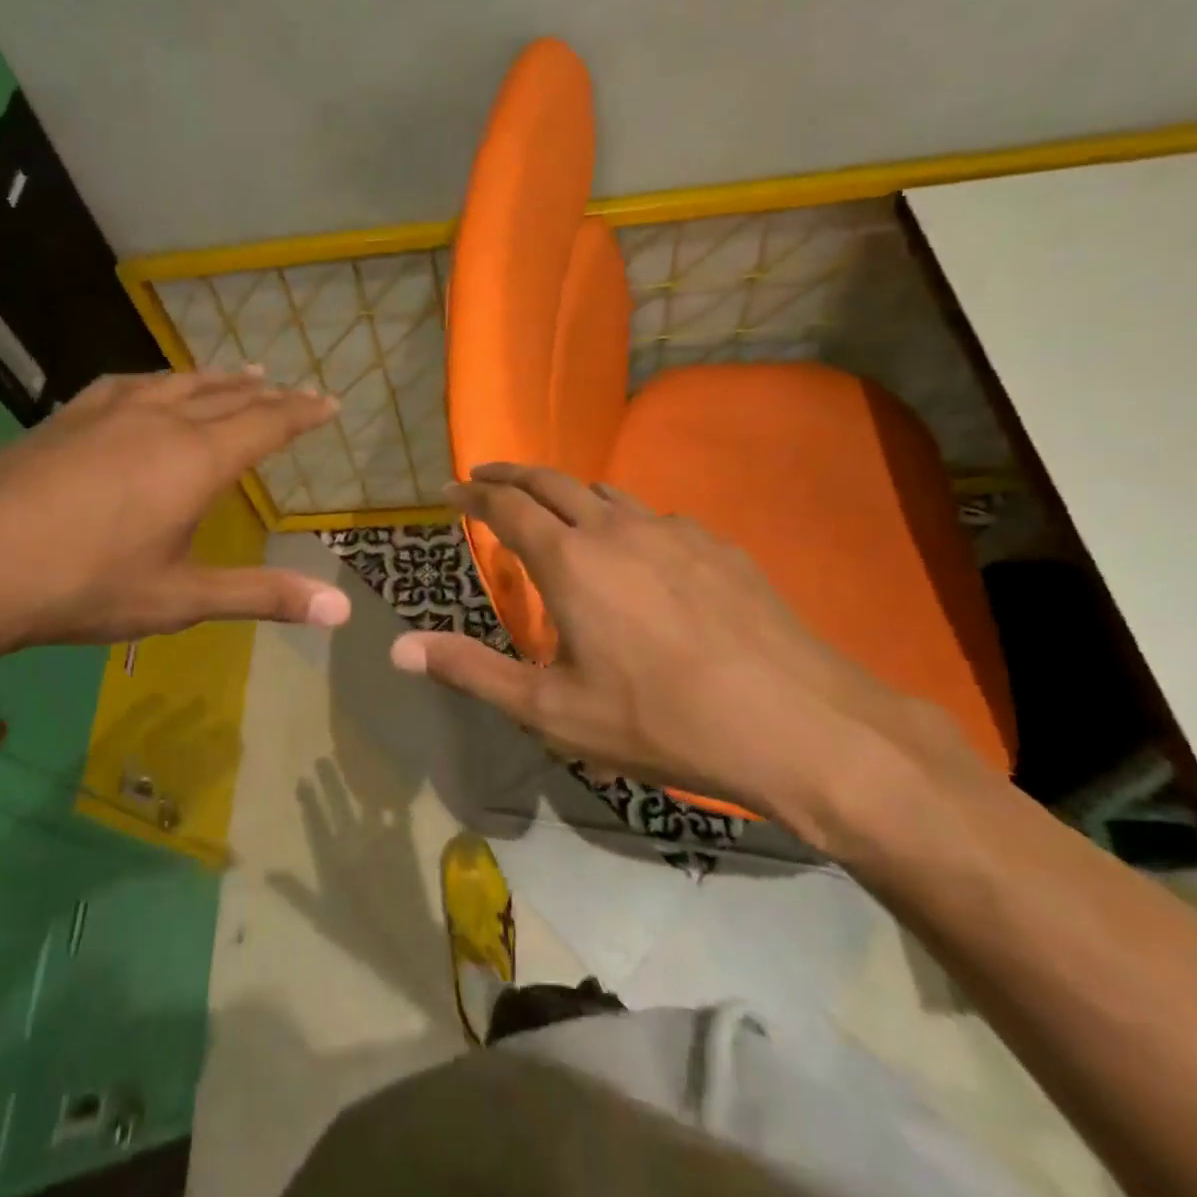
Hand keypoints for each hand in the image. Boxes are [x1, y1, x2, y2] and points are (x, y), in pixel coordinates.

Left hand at [0, 369, 351, 660]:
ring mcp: (108, 414)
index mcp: (195, 460)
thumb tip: (340, 611)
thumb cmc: (84, 586)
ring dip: (217, 379)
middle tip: (293, 389)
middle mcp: (160, 422)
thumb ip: (262, 596)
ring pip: (179, 383)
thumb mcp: (180, 600)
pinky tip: (151, 387)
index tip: (330, 402)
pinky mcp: (66, 419)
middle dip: (267, 395)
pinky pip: (130, 385)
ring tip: (241, 373)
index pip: (266, 424)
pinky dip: (161, 381)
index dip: (302, 413)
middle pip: (227, 397)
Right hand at [387, 463, 981, 836]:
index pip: (506, 506)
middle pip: (552, 480)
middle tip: (487, 474)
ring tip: (552, 506)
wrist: (796, 723)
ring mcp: (673, 530)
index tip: (452, 488)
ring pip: (605, 491)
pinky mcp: (718, 544)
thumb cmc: (659, 720)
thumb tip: (399, 649)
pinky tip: (634, 549)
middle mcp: (616, 528)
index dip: (473, 492)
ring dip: (567, 490)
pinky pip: (653, 515)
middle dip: (512, 473)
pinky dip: (621, 516)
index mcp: (570, 560)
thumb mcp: (552, 711)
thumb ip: (472, 672)